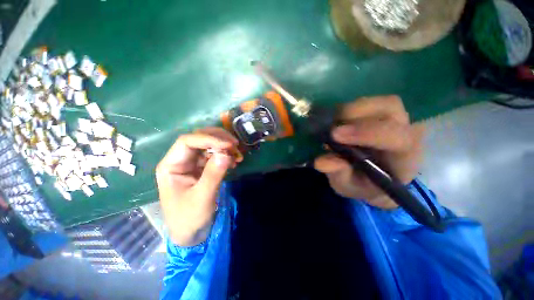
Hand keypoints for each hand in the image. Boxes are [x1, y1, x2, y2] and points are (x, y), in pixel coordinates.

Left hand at [156, 127, 239, 246]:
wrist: (192, 232)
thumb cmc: (189, 218)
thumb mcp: (202, 198)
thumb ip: (213, 175)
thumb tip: (226, 153)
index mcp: (171, 165)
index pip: (187, 141)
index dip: (209, 139)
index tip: (229, 145)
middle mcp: (181, 160)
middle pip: (198, 138)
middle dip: (218, 139)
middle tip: (235, 145)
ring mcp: (193, 163)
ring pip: (209, 145)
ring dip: (225, 146)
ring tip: (238, 156)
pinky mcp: (203, 168)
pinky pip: (216, 155)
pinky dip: (227, 155)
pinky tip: (235, 161)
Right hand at [314, 96, 423, 208]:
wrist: (373, 178)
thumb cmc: (364, 185)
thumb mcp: (349, 187)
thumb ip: (339, 175)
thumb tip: (321, 161)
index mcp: (404, 157)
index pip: (396, 137)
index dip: (366, 132)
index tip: (334, 135)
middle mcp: (405, 132)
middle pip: (390, 107)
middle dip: (356, 113)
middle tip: (330, 127)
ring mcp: (395, 120)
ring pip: (379, 102)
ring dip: (350, 110)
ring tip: (332, 125)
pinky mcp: (382, 114)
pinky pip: (367, 103)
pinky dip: (348, 109)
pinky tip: (336, 122)